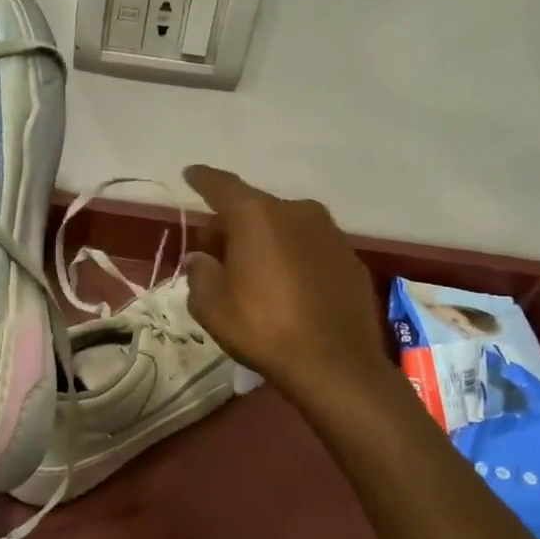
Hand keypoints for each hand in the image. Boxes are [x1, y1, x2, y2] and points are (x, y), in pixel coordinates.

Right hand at [182, 165, 391, 397]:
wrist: (335, 364)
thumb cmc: (263, 328)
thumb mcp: (211, 306)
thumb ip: (200, 272)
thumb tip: (202, 258)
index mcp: (257, 216)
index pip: (221, 186)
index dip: (202, 179)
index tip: (190, 174)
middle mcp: (296, 212)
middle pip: (254, 208)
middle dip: (231, 224)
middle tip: (215, 251)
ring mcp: (329, 233)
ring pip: (284, 226)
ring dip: (265, 240)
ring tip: (252, 272)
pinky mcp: (349, 258)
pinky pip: (309, 247)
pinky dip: (292, 257)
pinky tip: (286, 287)